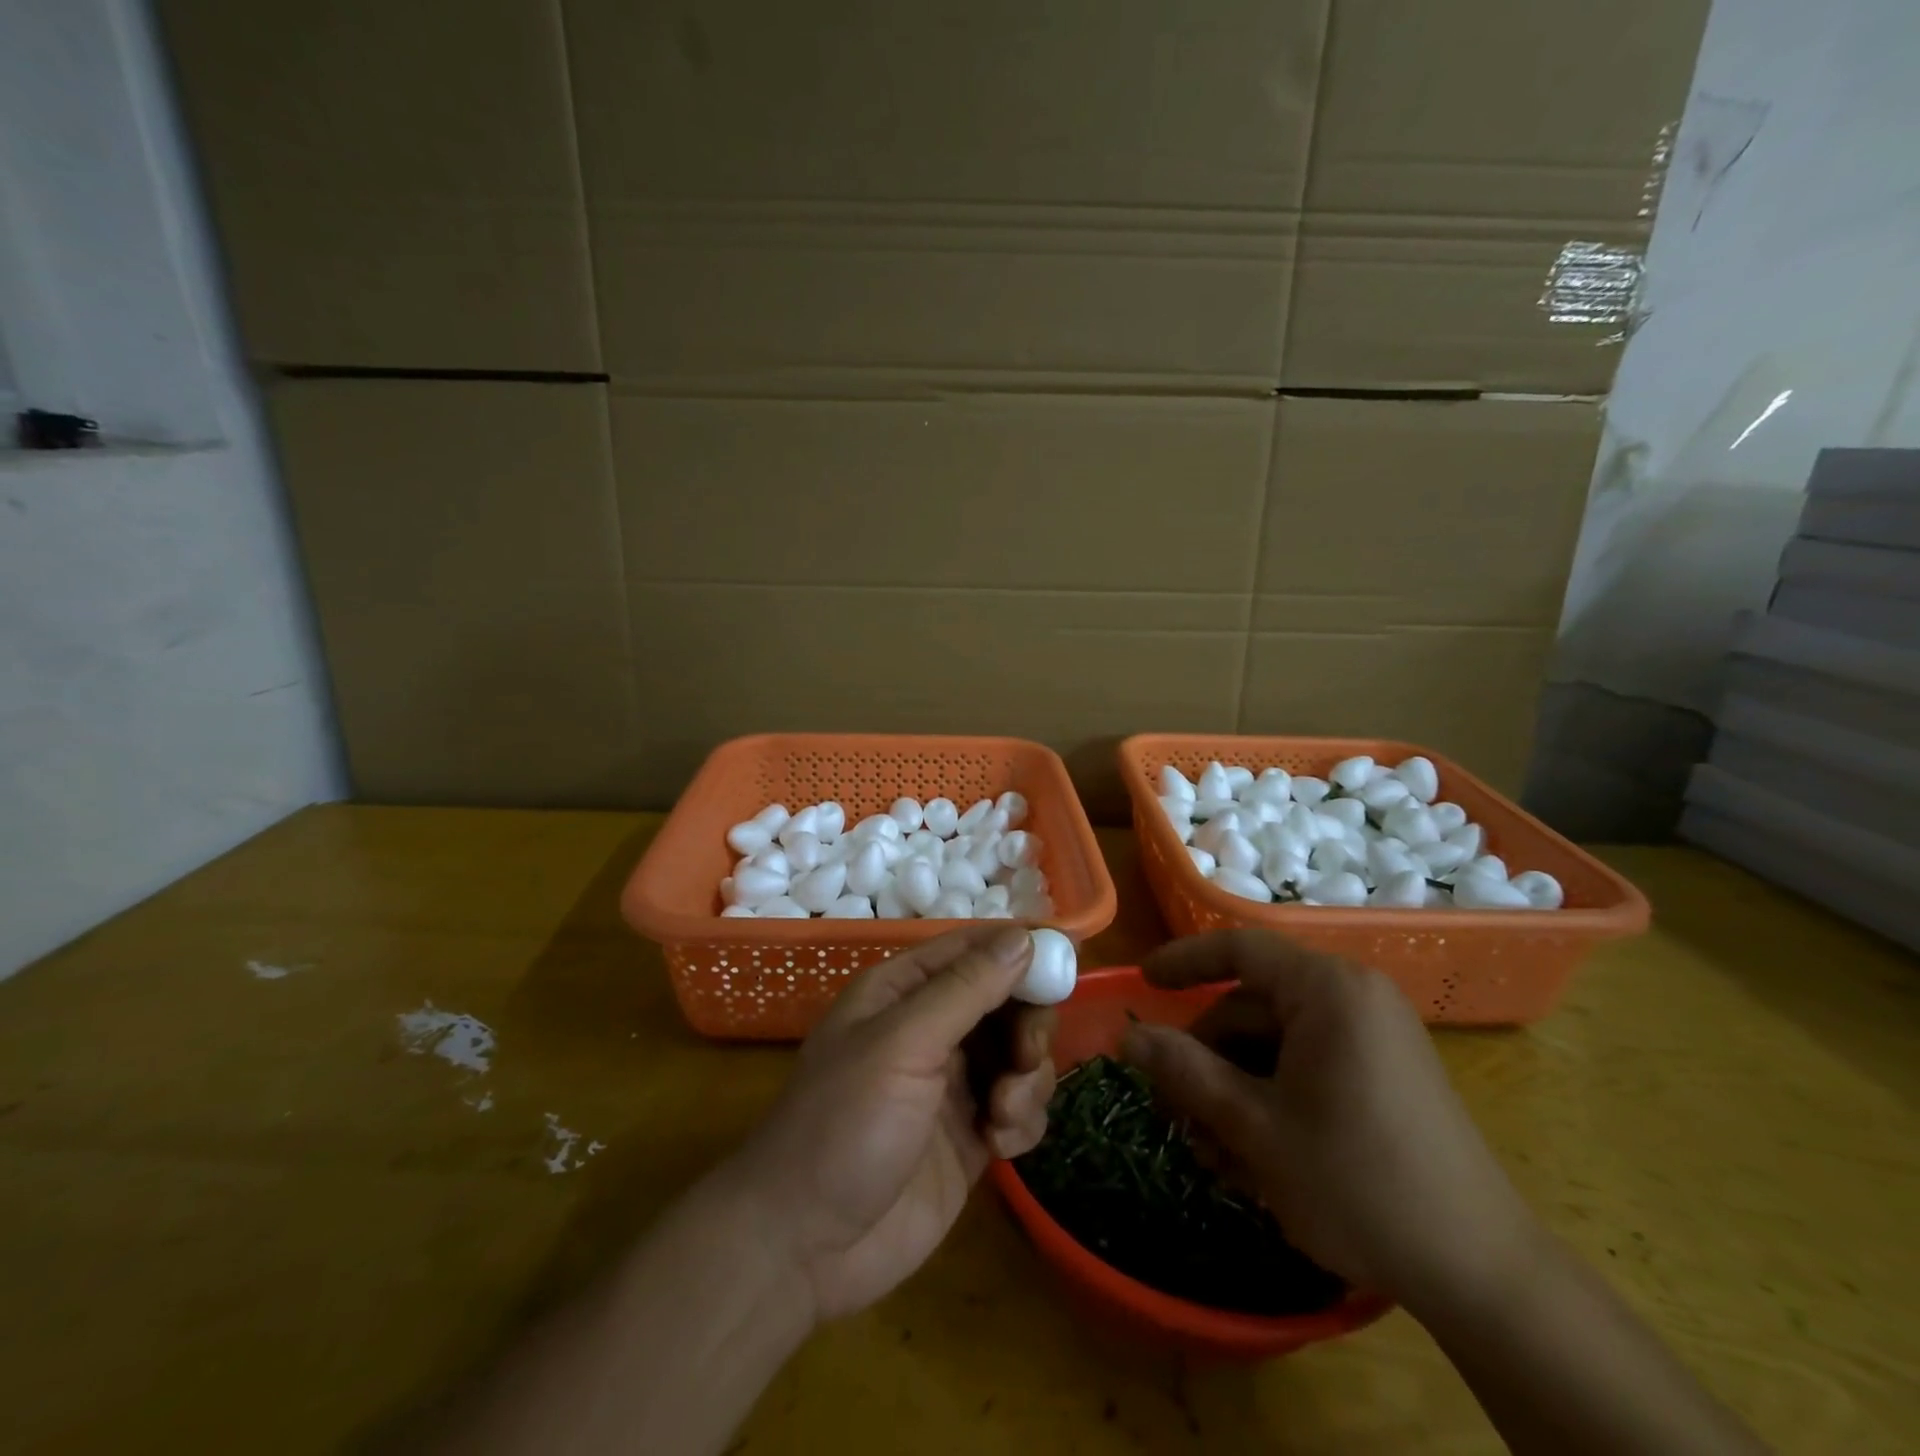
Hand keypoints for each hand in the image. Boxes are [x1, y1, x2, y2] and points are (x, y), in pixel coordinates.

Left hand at [715, 925, 1056, 1322]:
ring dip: (1028, 1080)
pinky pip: (1020, 1109)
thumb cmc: (845, 1123)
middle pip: (1007, 1002)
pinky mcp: (971, 1137)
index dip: (1020, 952)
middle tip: (1026, 1058)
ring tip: (1002, 1114)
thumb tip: (1025, 936)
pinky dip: (1022, 1121)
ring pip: (1021, 1056)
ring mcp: (954, 1084)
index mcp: (905, 991)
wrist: (805, 1246)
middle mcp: (932, 1028)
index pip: (975, 950)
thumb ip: (966, 989)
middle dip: (1027, 1027)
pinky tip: (1000, 1146)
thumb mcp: (903, 1044)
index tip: (1066, 966)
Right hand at [1121, 929, 1540, 1311]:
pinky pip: (1307, 1064)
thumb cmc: (1357, 1182)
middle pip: (1252, 1005)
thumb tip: (1127, 1036)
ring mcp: (1374, 1036)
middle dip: (1207, 1055)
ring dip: (1234, 1086)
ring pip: (1275, 1041)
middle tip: (1174, 1111)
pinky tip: (1253, 1151)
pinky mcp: (1384, 1072)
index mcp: (1328, 990)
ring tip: (1212, 1148)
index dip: (1183, 960)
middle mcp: (1354, 997)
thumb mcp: (1255, 1127)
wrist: (1482, 1273)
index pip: (1239, 949)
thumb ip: (1185, 1071)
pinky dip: (1272, 1096)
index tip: (1142, 983)